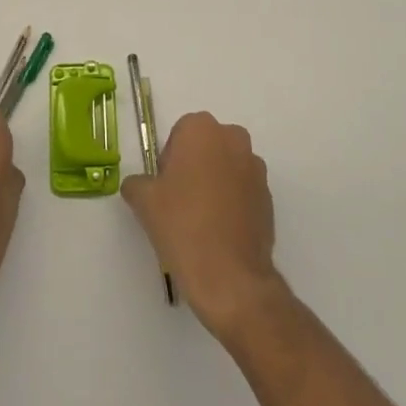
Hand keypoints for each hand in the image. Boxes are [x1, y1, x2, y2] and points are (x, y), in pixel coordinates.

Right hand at [121, 112, 284, 338]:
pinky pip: (243, 191)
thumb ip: (136, 183)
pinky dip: (232, 203)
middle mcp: (233, 139)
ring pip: (227, 167)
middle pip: (207, 146)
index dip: (169, 160)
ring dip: (215, 183)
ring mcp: (256, 168)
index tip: (165, 187)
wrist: (229, 276)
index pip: (180, 134)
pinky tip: (220, 232)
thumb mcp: (143, 201)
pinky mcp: (269, 197)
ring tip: (201, 219)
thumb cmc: (182, 225)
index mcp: (202, 129)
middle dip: (195, 166)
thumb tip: (139, 185)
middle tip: (180, 201)